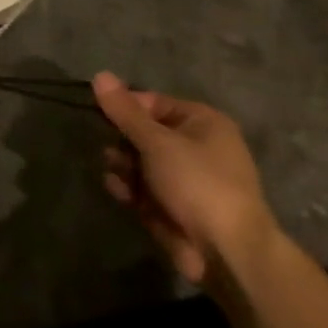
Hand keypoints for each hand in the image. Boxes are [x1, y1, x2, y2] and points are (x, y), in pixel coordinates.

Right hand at [95, 72, 279, 292]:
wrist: (227, 253)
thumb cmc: (196, 183)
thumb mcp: (156, 141)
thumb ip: (125, 111)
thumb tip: (100, 74)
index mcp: (203, 123)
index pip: (152, 102)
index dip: (125, 108)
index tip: (102, 116)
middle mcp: (198, 147)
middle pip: (145, 133)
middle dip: (123, 142)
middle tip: (110, 149)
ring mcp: (187, 180)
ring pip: (142, 162)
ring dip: (124, 166)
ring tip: (116, 173)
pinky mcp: (176, 206)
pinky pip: (145, 189)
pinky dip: (130, 189)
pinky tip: (120, 192)